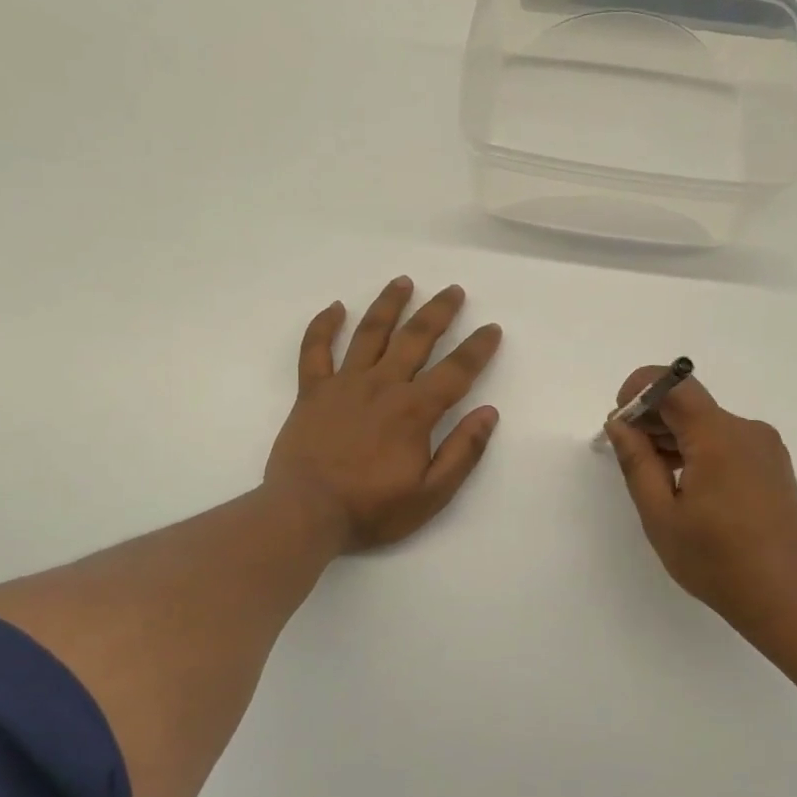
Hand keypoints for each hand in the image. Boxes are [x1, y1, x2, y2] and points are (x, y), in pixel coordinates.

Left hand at [266, 277, 503, 552]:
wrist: (305, 514)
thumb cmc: (371, 509)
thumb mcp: (431, 494)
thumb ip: (462, 452)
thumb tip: (488, 412)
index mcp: (414, 410)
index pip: (456, 371)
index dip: (478, 348)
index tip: (491, 329)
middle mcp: (382, 385)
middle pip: (416, 338)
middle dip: (438, 312)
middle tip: (453, 290)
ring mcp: (343, 384)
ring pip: (370, 333)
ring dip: (389, 305)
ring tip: (403, 282)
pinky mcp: (312, 392)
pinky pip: (315, 350)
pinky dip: (324, 326)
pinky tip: (335, 307)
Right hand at [604, 368, 796, 642]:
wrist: (790, 599)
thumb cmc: (717, 560)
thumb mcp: (661, 515)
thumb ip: (637, 462)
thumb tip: (620, 423)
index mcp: (718, 436)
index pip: (673, 383)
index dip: (640, 391)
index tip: (621, 423)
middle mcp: (746, 430)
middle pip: (689, 403)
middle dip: (652, 419)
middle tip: (626, 456)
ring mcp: (764, 448)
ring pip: (706, 424)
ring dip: (673, 438)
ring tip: (652, 478)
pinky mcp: (772, 466)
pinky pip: (725, 443)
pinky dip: (697, 451)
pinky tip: (684, 487)